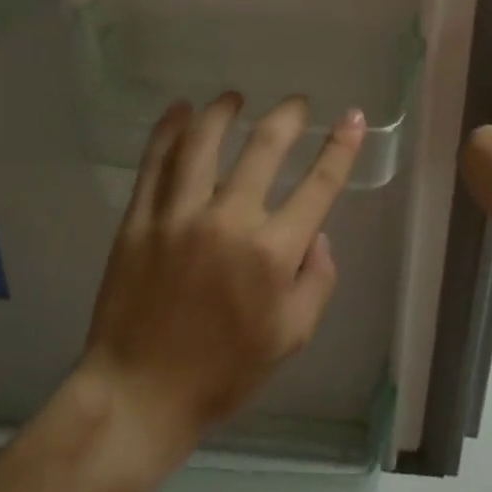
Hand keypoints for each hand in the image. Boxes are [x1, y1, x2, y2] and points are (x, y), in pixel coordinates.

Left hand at [77, 92, 366, 460]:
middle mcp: (229, 222)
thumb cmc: (224, 372)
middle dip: (286, 117)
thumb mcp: (292, 336)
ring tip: (234, 97)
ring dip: (222, 111)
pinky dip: (168, 131)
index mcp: (272, 254)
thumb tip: (317, 233)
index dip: (341, 147)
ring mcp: (178, 217)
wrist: (140, 394)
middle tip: (295, 103)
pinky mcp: (139, 221)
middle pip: (263, 148)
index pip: (318, 185)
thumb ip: (317, 280)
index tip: (352, 116)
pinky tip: (179, 111)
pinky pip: (155, 164)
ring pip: (203, 143)